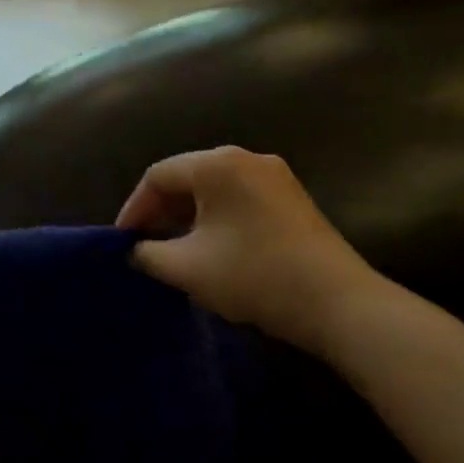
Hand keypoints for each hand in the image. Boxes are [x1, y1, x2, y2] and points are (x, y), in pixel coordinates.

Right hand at [116, 147, 381, 354]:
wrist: (341, 305)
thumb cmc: (254, 276)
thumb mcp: (188, 268)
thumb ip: (148, 254)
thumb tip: (135, 250)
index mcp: (217, 165)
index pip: (158, 175)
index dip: (134, 208)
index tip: (123, 242)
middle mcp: (246, 158)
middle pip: (187, 177)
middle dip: (161, 211)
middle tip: (145, 245)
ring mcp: (274, 176)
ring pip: (214, 189)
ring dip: (188, 216)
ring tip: (174, 249)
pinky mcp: (292, 198)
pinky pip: (239, 198)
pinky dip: (216, 218)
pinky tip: (212, 248)